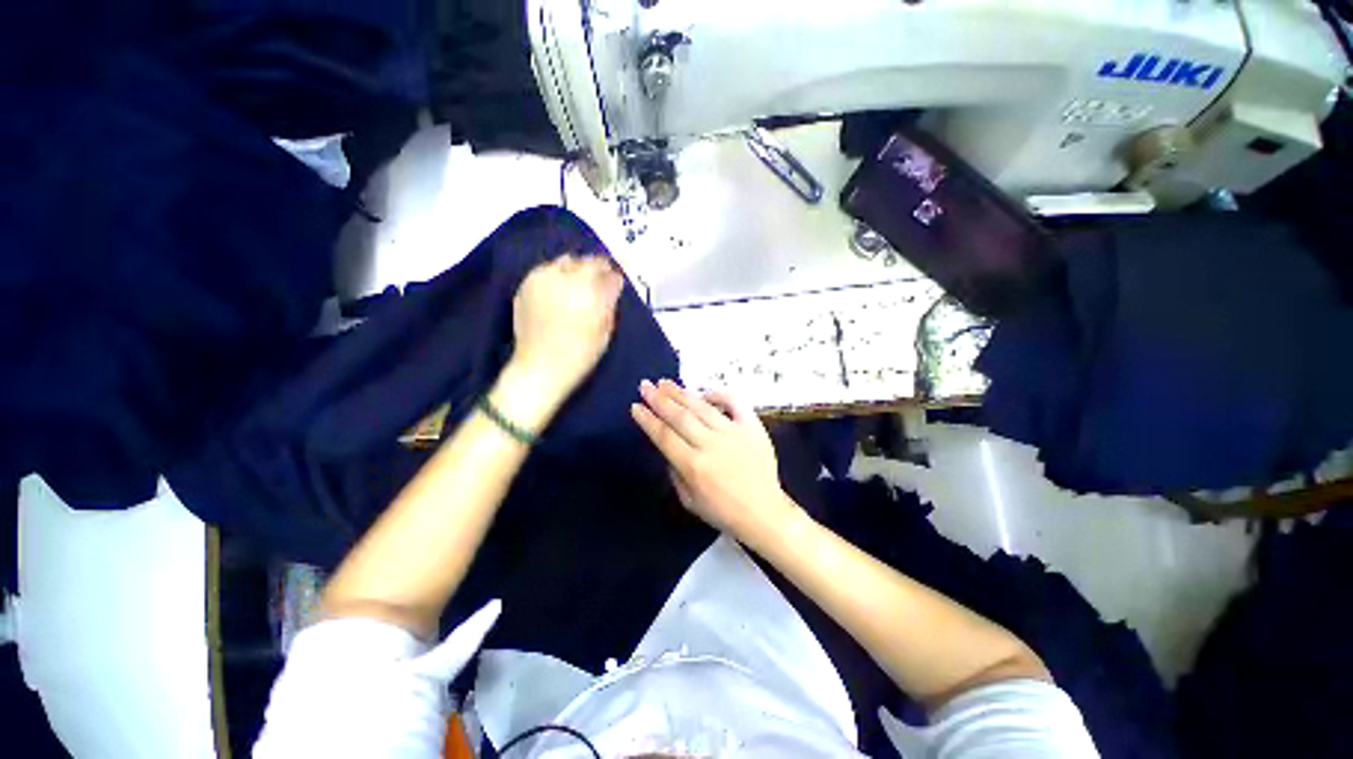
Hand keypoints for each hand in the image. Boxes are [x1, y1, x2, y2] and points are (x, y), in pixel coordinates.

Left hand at [512, 255, 623, 400]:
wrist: (540, 368)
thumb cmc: (580, 354)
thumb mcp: (605, 330)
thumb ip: (609, 302)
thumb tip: (613, 284)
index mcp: (587, 290)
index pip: (605, 270)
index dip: (613, 275)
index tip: (616, 281)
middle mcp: (563, 278)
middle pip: (584, 262)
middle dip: (595, 269)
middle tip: (600, 280)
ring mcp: (541, 279)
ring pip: (564, 261)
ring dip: (575, 269)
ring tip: (578, 284)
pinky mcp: (525, 285)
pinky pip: (546, 270)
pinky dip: (556, 275)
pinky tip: (560, 290)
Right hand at [631, 380, 799, 543]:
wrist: (764, 512)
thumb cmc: (724, 511)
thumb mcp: (689, 501)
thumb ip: (674, 472)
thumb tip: (668, 446)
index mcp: (694, 467)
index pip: (664, 436)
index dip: (648, 420)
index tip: (636, 406)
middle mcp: (711, 445)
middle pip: (679, 416)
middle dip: (659, 399)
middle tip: (645, 385)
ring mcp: (734, 433)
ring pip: (702, 407)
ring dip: (681, 393)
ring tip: (665, 383)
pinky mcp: (752, 427)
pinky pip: (735, 402)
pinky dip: (720, 394)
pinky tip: (705, 392)